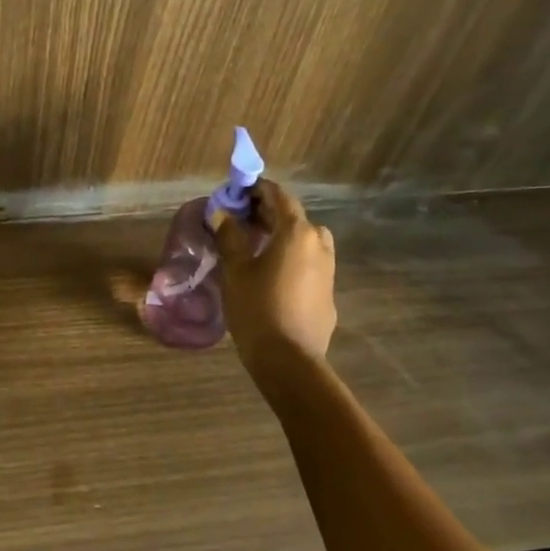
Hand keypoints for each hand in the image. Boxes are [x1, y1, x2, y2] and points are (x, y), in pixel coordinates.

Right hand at [213, 180, 337, 365]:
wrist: (289, 360)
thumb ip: (229, 236)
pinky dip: (291, 258)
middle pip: (294, 217)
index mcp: (297, 232)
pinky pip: (309, 263)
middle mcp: (319, 244)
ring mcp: (328, 269)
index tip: (237, 193)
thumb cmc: (257, 308)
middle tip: (240, 219)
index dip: (257, 190)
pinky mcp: (328, 292)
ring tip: (255, 245)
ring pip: (304, 240)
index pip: (279, 196)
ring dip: (281, 235)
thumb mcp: (236, 270)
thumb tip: (221, 213)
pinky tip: (271, 274)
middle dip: (267, 213)